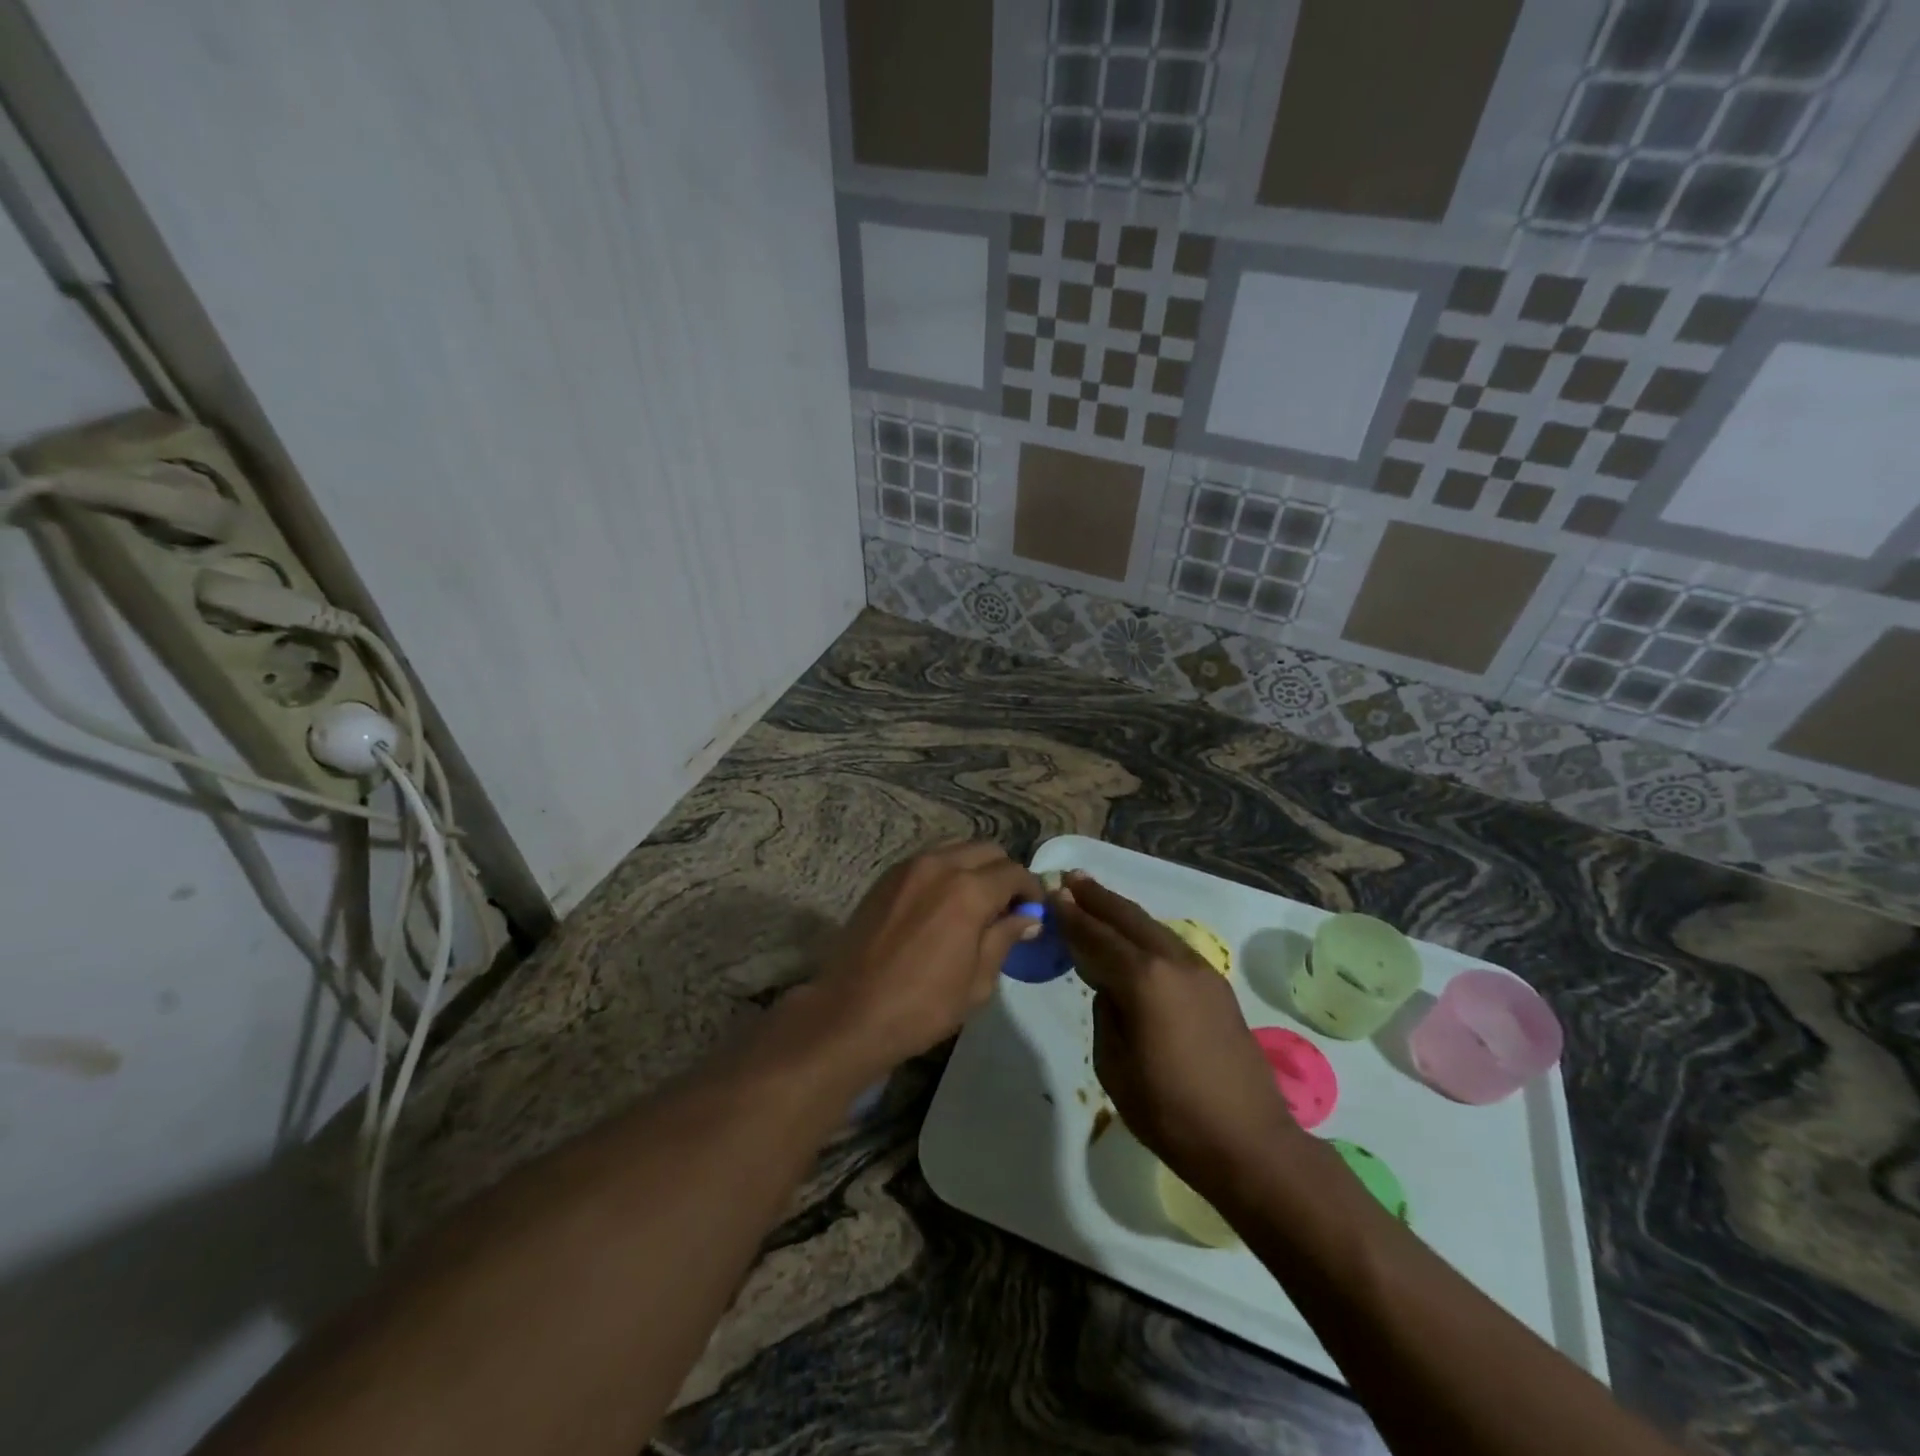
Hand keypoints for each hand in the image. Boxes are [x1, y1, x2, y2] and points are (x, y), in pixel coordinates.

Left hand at [806, 843, 1042, 1077]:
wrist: (851, 1012)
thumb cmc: (922, 1005)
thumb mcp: (978, 981)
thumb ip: (1004, 938)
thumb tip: (1028, 917)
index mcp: (968, 891)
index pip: (1013, 872)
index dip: (1030, 889)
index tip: (1034, 910)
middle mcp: (940, 866)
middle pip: (986, 850)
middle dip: (1003, 873)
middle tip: (1006, 907)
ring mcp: (908, 867)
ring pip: (955, 849)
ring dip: (973, 868)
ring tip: (974, 903)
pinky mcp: (886, 877)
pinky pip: (928, 860)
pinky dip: (945, 871)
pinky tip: (941, 904)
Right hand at [1050, 872, 1300, 1195]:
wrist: (1249, 1143)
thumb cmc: (1170, 1112)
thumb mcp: (1114, 1066)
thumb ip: (1106, 1013)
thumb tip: (1110, 989)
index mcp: (1144, 980)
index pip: (1098, 938)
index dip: (1072, 917)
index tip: (1052, 895)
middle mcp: (1174, 963)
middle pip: (1128, 919)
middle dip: (1098, 898)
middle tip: (1072, 878)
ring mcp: (1201, 972)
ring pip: (1153, 928)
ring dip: (1123, 912)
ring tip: (1098, 897)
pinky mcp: (1217, 987)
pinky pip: (1171, 945)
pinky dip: (1146, 933)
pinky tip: (1135, 936)